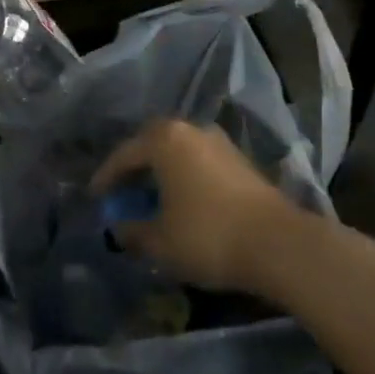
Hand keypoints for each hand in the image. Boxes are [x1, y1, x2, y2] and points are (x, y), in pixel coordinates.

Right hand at [93, 119, 308, 291]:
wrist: (279, 244)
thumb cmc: (208, 235)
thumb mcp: (161, 242)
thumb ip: (133, 232)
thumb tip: (118, 228)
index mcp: (164, 139)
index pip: (125, 154)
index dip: (106, 177)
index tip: (95, 196)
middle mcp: (189, 129)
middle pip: (152, 143)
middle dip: (135, 166)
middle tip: (123, 188)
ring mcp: (218, 142)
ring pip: (178, 151)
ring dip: (162, 170)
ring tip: (153, 195)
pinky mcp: (240, 159)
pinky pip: (199, 161)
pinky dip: (185, 176)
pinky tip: (184, 199)